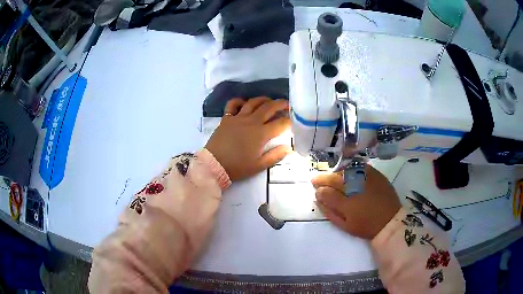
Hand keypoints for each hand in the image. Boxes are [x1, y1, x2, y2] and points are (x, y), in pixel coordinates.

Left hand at [205, 97, 290, 180]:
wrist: (214, 165)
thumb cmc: (237, 167)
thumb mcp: (259, 166)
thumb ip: (275, 156)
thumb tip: (288, 147)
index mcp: (261, 134)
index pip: (280, 123)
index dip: (290, 121)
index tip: (294, 121)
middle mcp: (251, 121)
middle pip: (269, 107)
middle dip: (281, 104)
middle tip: (287, 104)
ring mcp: (238, 117)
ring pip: (253, 102)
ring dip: (264, 99)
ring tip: (270, 101)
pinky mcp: (227, 118)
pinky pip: (233, 104)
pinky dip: (240, 101)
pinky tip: (245, 104)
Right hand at [312, 165, 401, 238]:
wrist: (390, 221)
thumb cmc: (366, 226)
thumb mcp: (345, 226)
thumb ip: (329, 212)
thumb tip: (318, 199)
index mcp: (346, 205)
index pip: (326, 193)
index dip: (319, 190)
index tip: (316, 190)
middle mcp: (355, 189)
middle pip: (334, 179)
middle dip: (323, 179)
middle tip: (316, 179)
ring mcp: (366, 179)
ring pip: (345, 171)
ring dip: (335, 173)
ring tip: (331, 177)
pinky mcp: (375, 174)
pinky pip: (359, 166)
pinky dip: (350, 168)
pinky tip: (346, 171)